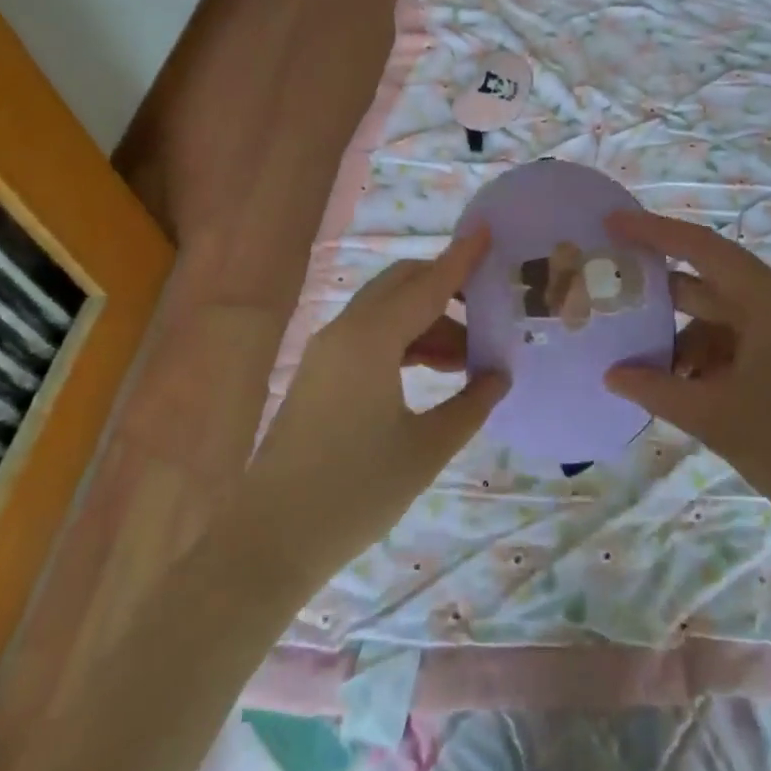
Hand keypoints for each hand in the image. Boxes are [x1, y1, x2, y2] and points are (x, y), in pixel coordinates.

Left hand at [240, 230, 509, 577]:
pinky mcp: (320, 371)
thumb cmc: (355, 492)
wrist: (270, 538)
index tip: (488, 232)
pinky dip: (404, 340)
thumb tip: (500, 375)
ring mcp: (327, 350)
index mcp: (372, 340)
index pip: (428, 284)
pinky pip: (370, 335)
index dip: (461, 259)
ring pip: (386, 311)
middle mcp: (346, 331)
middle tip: (487, 312)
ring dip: (427, 321)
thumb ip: (470, 404)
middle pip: (402, 285)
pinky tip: (432, 369)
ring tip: (468, 358)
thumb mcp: (425, 449)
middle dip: (445, 289)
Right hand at [603, 210, 770, 545]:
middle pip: (713, 284)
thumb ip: (657, 390)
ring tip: (652, 372)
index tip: (613, 223)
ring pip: (727, 320)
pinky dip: (714, 359)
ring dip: (688, 340)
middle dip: (664, 296)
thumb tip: (612, 375)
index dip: (654, 232)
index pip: (704, 249)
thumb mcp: (717, 418)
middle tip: (615, 299)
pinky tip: (690, 391)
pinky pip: (747, 344)